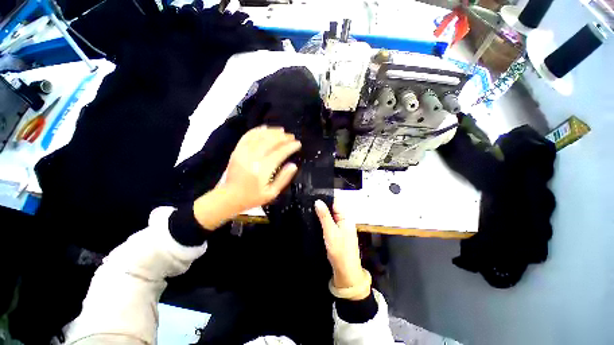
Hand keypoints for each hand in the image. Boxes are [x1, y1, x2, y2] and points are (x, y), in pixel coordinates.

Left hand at [222, 126, 300, 210]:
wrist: (229, 197)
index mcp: (262, 170)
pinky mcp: (237, 150)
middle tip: (291, 136)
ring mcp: (243, 152)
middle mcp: (253, 158)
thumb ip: (284, 178)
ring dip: (272, 131)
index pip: (280, 153)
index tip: (298, 144)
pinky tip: (265, 128)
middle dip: (283, 137)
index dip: (290, 147)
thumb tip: (294, 165)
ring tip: (281, 130)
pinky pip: (247, 136)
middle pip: (270, 141)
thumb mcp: (272, 193)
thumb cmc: (253, 197)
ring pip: (259, 136)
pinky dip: (257, 130)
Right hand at [315, 199, 369, 299]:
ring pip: (330, 214)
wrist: (346, 271)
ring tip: (309, 206)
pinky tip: (314, 217)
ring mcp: (341, 226)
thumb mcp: (330, 232)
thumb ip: (324, 216)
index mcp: (346, 217)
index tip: (314, 193)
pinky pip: (330, 221)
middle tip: (308, 200)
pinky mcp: (337, 232)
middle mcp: (344, 219)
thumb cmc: (340, 250)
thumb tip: (318, 201)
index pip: (336, 201)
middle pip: (333, 207)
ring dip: (322, 211)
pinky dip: (323, 219)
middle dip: (322, 203)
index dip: (326, 196)